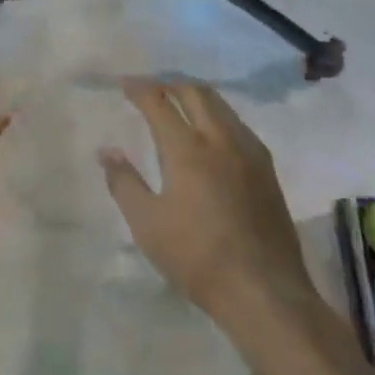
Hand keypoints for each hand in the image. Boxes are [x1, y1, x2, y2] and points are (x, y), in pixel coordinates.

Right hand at [100, 77, 314, 326]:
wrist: (265, 291)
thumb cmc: (197, 258)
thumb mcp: (147, 225)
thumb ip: (124, 182)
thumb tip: (106, 150)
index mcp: (187, 148)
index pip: (158, 102)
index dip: (139, 88)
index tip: (124, 84)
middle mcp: (220, 138)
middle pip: (194, 92)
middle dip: (169, 84)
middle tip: (150, 89)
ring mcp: (249, 151)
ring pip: (220, 104)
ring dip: (195, 95)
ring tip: (178, 103)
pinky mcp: (267, 169)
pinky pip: (237, 124)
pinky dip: (217, 115)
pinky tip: (212, 133)